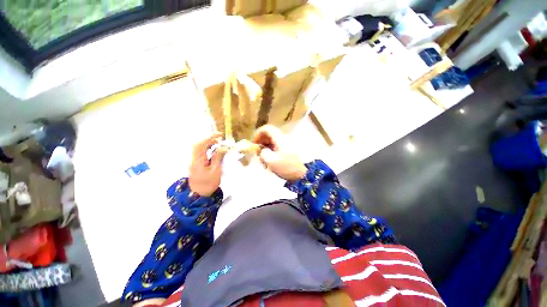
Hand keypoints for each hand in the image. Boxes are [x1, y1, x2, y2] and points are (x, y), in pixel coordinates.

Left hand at [189, 133, 226, 196]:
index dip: (209, 137)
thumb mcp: (216, 171)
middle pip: (198, 145)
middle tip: (219, 141)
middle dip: (209, 140)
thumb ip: (218, 158)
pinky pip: (201, 154)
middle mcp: (194, 159)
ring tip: (218, 146)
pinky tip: (214, 152)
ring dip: (208, 145)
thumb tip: (221, 148)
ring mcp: (194, 162)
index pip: (201, 144)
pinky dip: (207, 150)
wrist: (199, 195)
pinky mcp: (196, 164)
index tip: (219, 135)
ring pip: (199, 149)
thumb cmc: (208, 183)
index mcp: (198, 160)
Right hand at [253, 125, 306, 180]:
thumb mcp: (272, 161)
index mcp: (279, 138)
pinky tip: (269, 163)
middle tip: (257, 153)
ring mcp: (286, 144)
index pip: (267, 129)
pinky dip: (271, 154)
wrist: (304, 173)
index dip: (258, 134)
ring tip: (262, 161)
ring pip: (272, 143)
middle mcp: (283, 139)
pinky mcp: (288, 151)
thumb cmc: (287, 166)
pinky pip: (276, 148)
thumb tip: (263, 151)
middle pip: (269, 135)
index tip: (253, 143)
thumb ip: (263, 153)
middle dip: (261, 143)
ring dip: (265, 150)